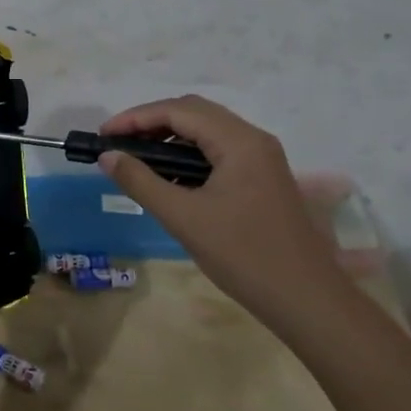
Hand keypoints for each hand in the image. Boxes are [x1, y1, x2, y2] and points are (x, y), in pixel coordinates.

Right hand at [96, 96, 343, 333]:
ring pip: (208, 130)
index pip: (179, 111)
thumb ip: (141, 181)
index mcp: (239, 141)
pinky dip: (189, 153)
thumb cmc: (243, 255)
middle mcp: (253, 139)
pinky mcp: (264, 177)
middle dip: (152, 121)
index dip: (136, 118)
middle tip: (117, 142)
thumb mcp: (183, 217)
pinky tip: (170, 175)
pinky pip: (219, 150)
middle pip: (195, 112)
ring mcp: (262, 158)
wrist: (306, 299)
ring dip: (170, 136)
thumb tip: (108, 156)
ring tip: (137, 157)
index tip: (104, 135)